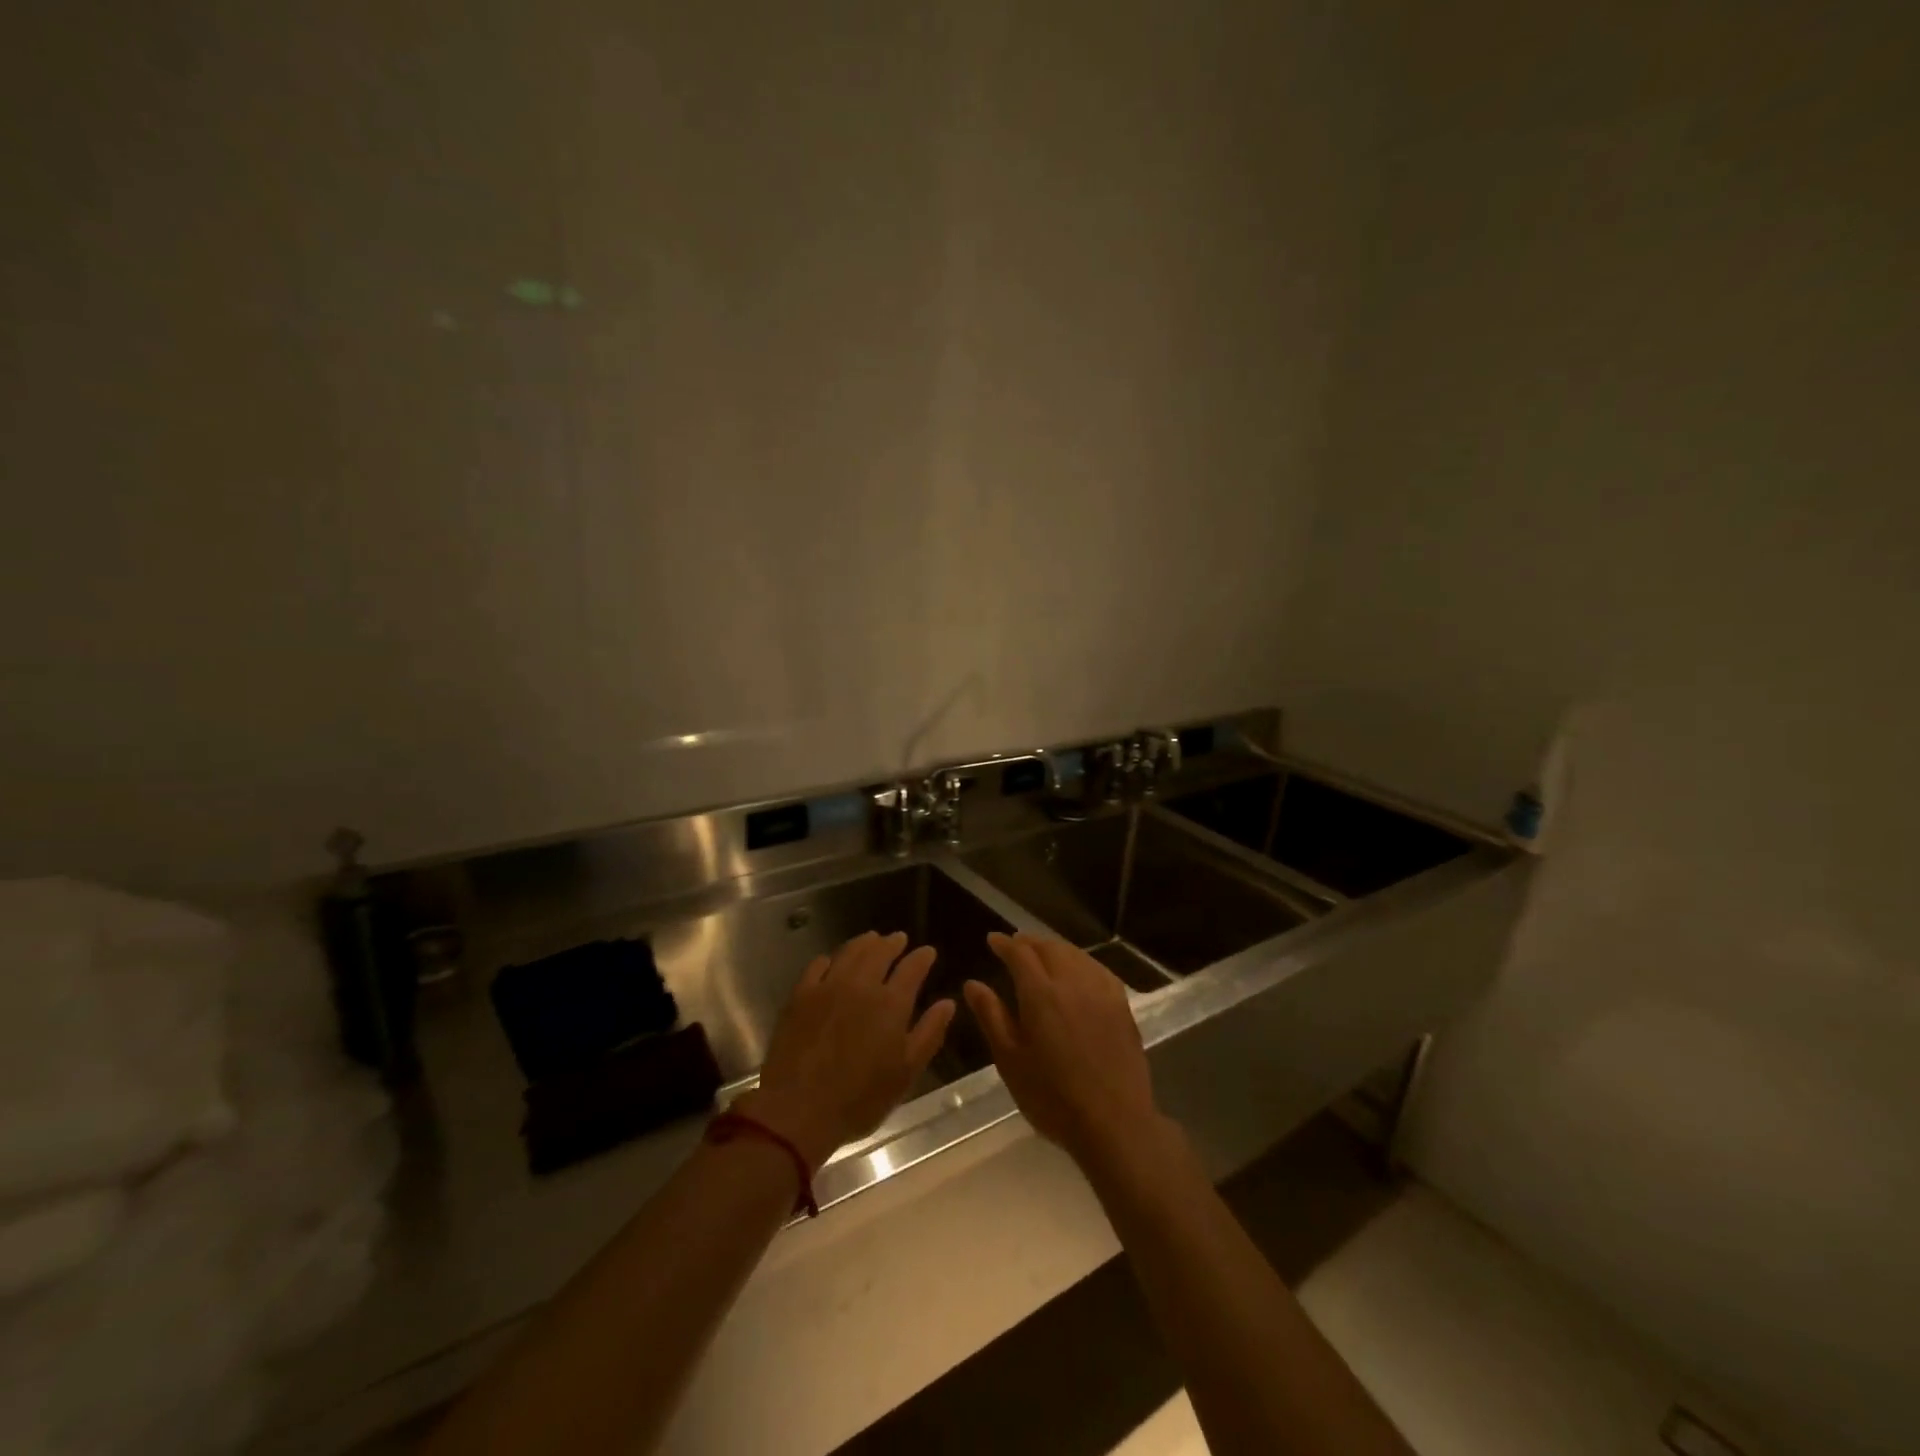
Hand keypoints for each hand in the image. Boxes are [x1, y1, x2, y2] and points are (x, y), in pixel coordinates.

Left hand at [742, 931, 954, 1170]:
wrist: (798, 1110)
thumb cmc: (860, 1098)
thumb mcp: (905, 1073)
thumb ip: (929, 1033)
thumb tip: (948, 1003)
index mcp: (891, 1003)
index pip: (912, 968)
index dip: (922, 957)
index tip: (928, 952)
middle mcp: (861, 985)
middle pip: (879, 952)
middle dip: (893, 943)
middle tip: (899, 939)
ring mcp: (828, 986)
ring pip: (850, 952)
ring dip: (864, 943)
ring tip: (871, 939)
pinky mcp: (800, 995)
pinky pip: (817, 966)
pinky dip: (830, 959)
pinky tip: (831, 961)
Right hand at [964, 933, 1165, 1173]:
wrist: (1114, 1122)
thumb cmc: (1052, 1097)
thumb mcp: (1010, 1060)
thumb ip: (992, 1016)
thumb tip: (973, 984)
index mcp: (1041, 994)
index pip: (1020, 954)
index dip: (1005, 944)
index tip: (992, 940)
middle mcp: (1072, 982)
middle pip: (1049, 948)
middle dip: (1030, 942)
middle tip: (1015, 944)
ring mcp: (1101, 992)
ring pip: (1075, 955)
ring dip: (1055, 948)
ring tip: (1042, 953)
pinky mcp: (1121, 1005)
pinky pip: (1097, 969)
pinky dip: (1081, 961)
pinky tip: (1078, 970)